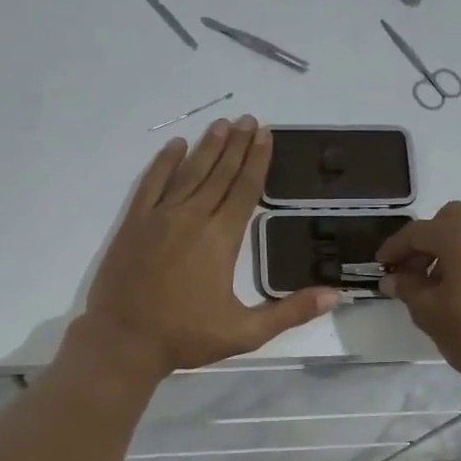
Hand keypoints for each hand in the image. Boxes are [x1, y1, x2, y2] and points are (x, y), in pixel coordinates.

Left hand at [80, 118, 340, 376]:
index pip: (244, 190)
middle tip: (249, 120)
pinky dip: (163, 163)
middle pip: (219, 174)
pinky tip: (175, 146)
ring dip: (207, 147)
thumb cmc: (186, 337)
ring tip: (222, 125)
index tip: (266, 134)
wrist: (124, 340)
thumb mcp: (246, 332)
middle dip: (237, 145)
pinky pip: (151, 183)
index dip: (257, 161)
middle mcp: (192, 218)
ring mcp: (159, 217)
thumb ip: (290, 312)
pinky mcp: (134, 223)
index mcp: (221, 239)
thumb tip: (335, 296)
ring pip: (188, 173)